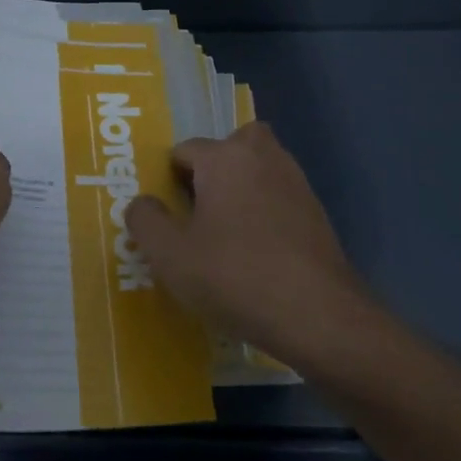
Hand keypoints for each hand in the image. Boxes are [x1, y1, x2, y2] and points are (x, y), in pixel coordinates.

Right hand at [126, 122, 361, 367]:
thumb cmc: (236, 276)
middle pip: (230, 146)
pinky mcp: (316, 211)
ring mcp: (295, 181)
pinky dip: (266, 211)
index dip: (169, 181)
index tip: (168, 218)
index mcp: (224, 157)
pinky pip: (279, 196)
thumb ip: (146, 221)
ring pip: (258, 168)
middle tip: (200, 211)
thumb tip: (142, 203)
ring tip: (226, 234)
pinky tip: (258, 253)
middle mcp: (262, 156)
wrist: (319, 315)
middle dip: (213, 170)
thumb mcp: (171, 256)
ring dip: (241, 188)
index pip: (184, 150)